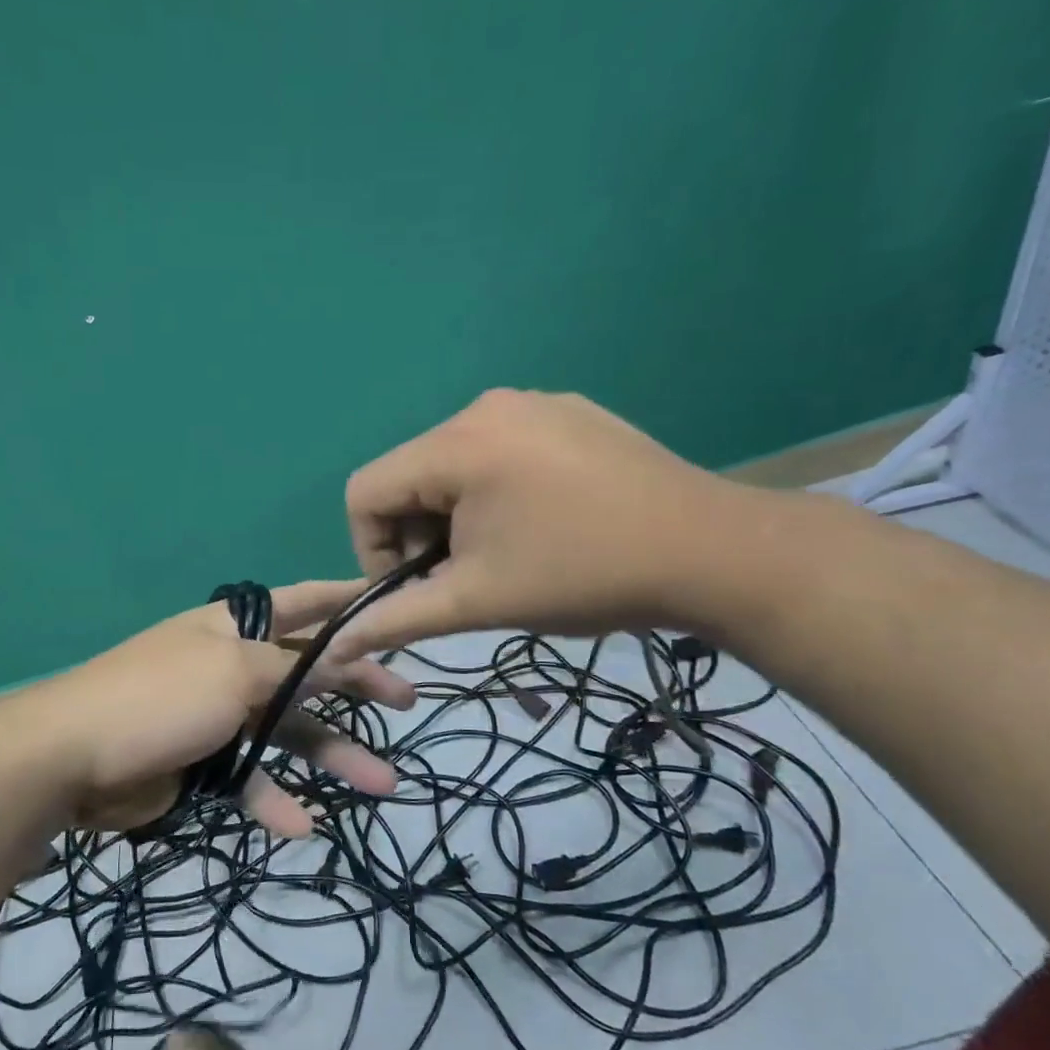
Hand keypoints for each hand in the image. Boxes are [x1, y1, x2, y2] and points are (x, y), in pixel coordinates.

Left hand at [27, 580, 416, 836]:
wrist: (69, 759)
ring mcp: (219, 716)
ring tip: (383, 784)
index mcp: (234, 627)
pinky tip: (300, 826)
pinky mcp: (205, 763)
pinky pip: (251, 780)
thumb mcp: (233, 671)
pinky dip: (274, 800)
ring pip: (289, 732)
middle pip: (308, 672)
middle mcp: (231, 665)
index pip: (302, 603)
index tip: (392, 603)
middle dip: (357, 686)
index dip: (346, 601)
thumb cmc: (160, 696)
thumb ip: (293, 668)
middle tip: (407, 702)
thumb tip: (344, 654)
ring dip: (333, 756)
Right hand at [332, 388, 766, 658]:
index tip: (417, 589)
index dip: (372, 549)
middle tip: (466, 579)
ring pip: (455, 465)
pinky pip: (503, 450)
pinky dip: (497, 491)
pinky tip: (544, 524)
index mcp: (457, 444)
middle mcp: (486, 407)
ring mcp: (534, 403)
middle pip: (411, 475)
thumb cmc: (581, 576)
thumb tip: (336, 646)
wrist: (714, 553)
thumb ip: (397, 619)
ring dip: (457, 516)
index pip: (366, 491)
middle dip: (420, 534)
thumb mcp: (478, 601)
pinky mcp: (570, 413)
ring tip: (506, 554)